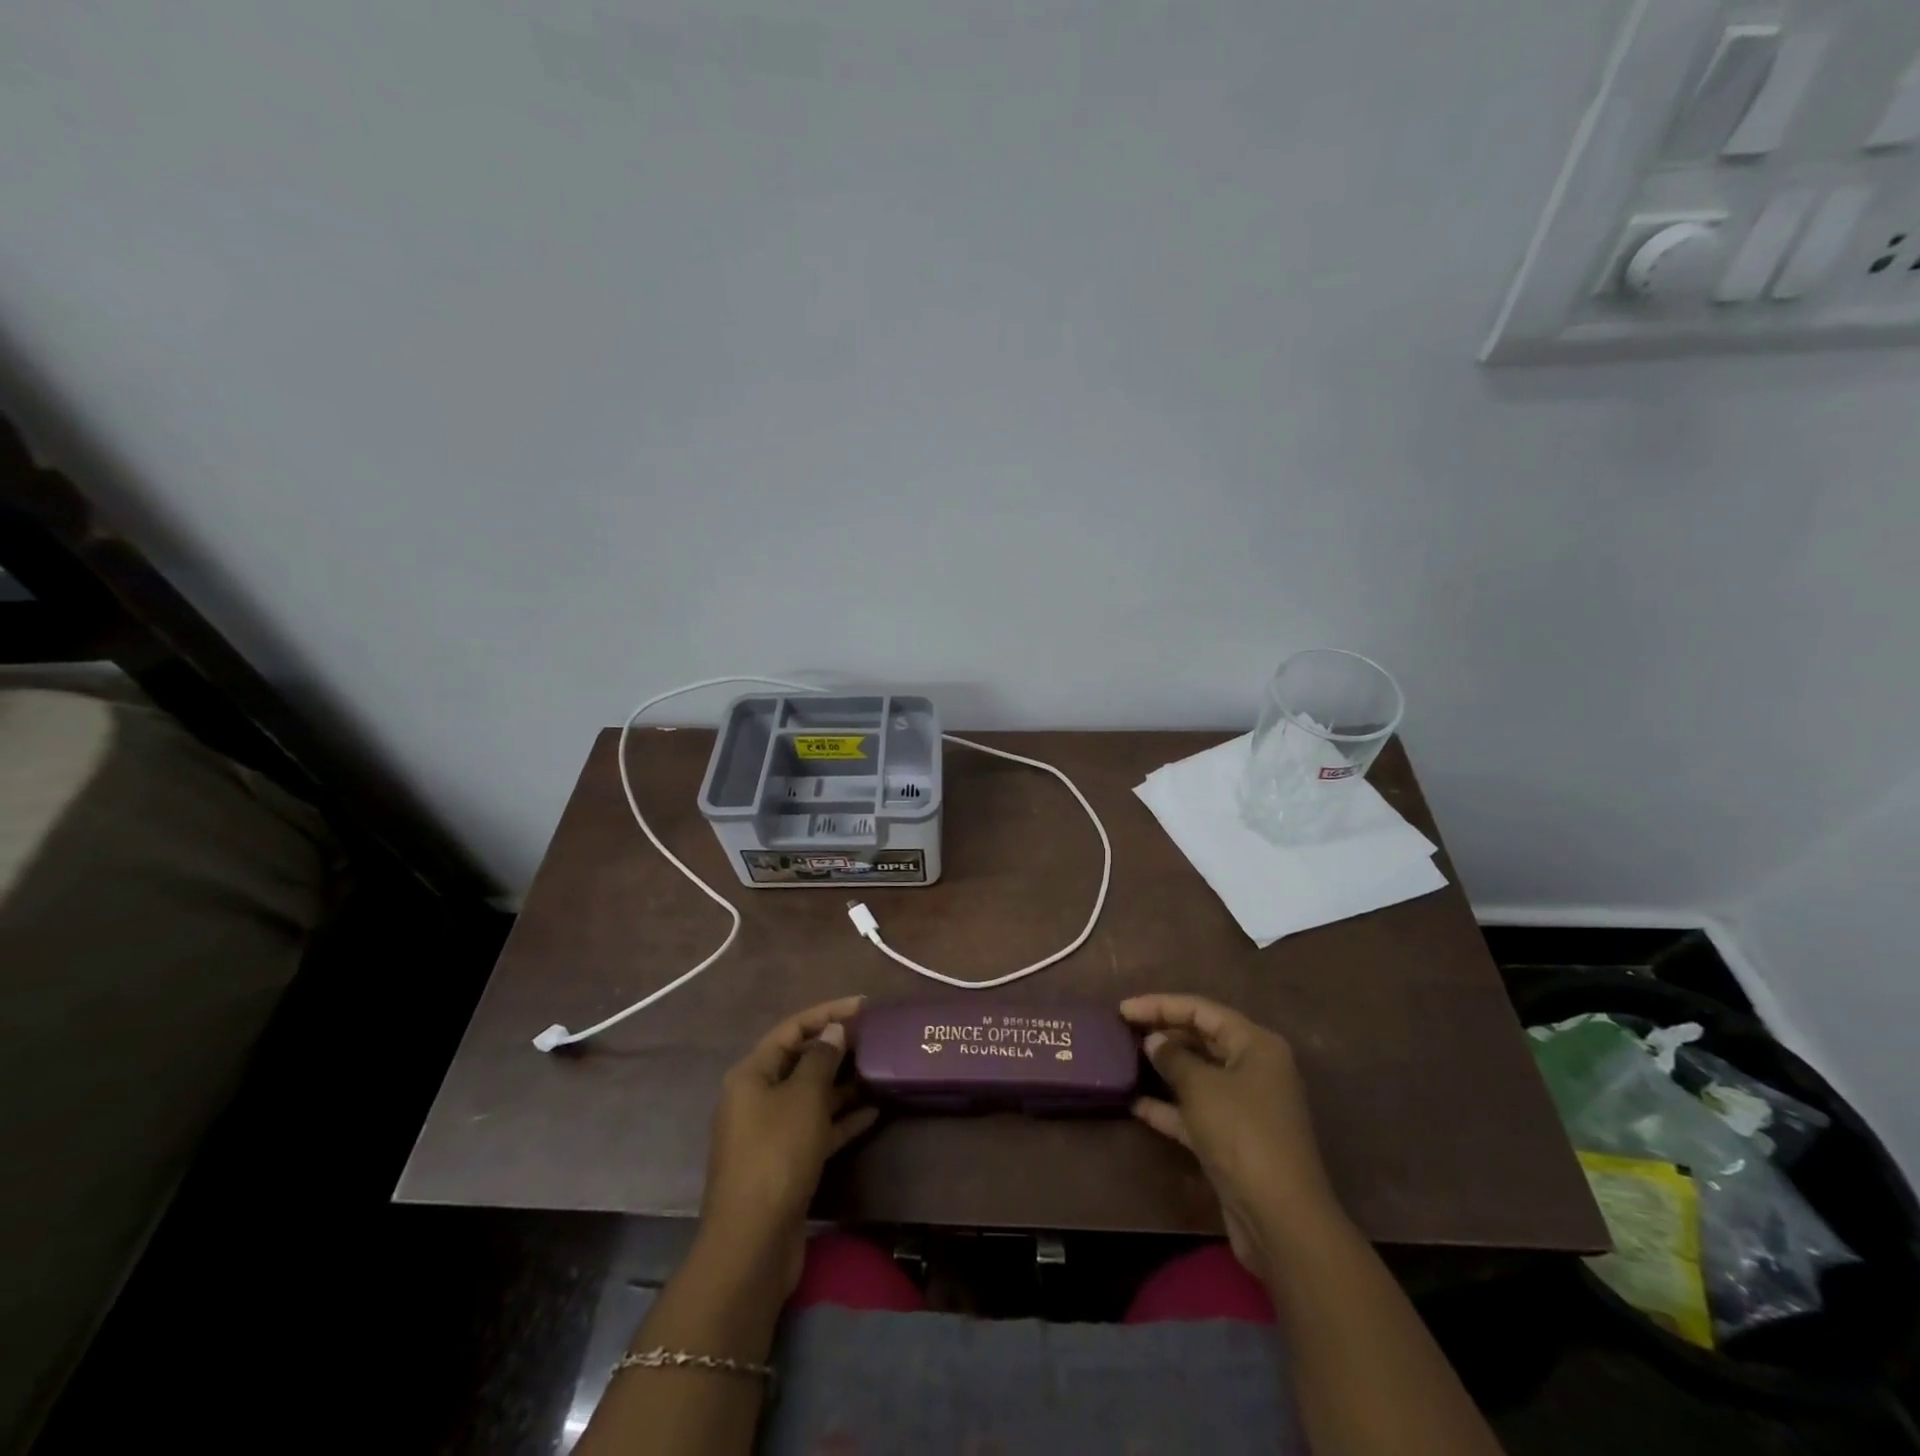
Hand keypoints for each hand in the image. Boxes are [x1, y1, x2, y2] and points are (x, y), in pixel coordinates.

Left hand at [700, 996, 877, 1294]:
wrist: (752, 1243)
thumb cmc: (777, 1155)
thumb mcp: (804, 1098)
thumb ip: (821, 1059)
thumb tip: (834, 1031)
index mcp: (751, 1074)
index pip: (792, 1028)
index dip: (827, 1012)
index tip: (863, 1005)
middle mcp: (756, 1098)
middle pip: (799, 1060)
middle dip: (836, 1048)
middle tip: (875, 1038)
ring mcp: (769, 1132)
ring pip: (810, 1096)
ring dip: (842, 1084)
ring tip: (880, 1071)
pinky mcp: (784, 1163)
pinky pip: (815, 1129)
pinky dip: (841, 1119)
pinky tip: (873, 1113)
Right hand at [1121, 993, 1343, 1280]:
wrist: (1280, 1220)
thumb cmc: (1242, 1135)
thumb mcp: (1202, 1088)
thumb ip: (1173, 1058)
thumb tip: (1154, 1041)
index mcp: (1256, 1045)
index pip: (1202, 1010)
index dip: (1161, 1005)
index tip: (1123, 1009)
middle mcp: (1255, 1069)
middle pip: (1202, 1038)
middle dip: (1164, 1033)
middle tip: (1123, 1031)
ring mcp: (1245, 1106)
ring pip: (1198, 1075)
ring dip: (1164, 1069)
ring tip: (1125, 1060)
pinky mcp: (1234, 1139)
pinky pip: (1196, 1110)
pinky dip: (1169, 1106)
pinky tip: (1136, 1105)